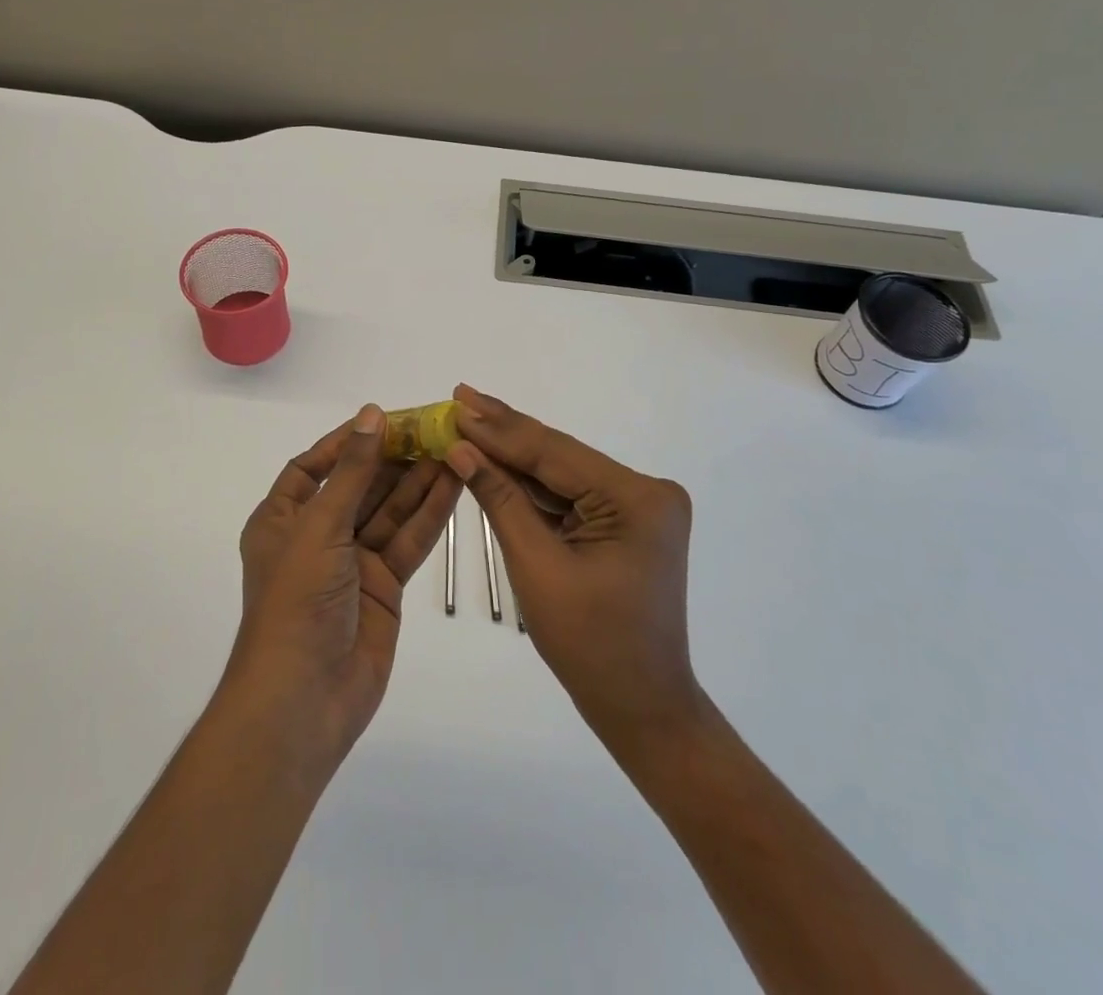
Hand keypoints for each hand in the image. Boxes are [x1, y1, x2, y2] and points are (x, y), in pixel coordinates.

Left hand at [227, 405, 463, 769]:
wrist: (304, 699)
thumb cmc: (297, 601)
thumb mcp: (321, 526)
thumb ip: (353, 472)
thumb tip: (371, 414)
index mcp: (283, 518)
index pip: (313, 467)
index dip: (346, 442)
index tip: (383, 419)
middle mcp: (317, 535)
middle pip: (359, 485)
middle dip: (393, 458)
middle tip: (434, 428)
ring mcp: (352, 562)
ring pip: (389, 511)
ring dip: (419, 481)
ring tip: (454, 448)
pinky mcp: (383, 586)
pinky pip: (408, 541)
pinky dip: (431, 514)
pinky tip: (456, 485)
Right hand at [443, 385, 704, 753]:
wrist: (640, 706)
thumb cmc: (589, 646)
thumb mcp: (536, 566)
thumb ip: (500, 499)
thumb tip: (461, 447)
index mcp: (637, 499)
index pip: (553, 453)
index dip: (499, 430)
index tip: (456, 402)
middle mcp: (646, 491)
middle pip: (559, 456)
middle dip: (505, 432)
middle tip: (459, 396)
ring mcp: (639, 506)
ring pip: (562, 473)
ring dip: (514, 456)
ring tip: (467, 422)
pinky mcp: (627, 521)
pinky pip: (570, 495)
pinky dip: (532, 485)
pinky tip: (495, 461)